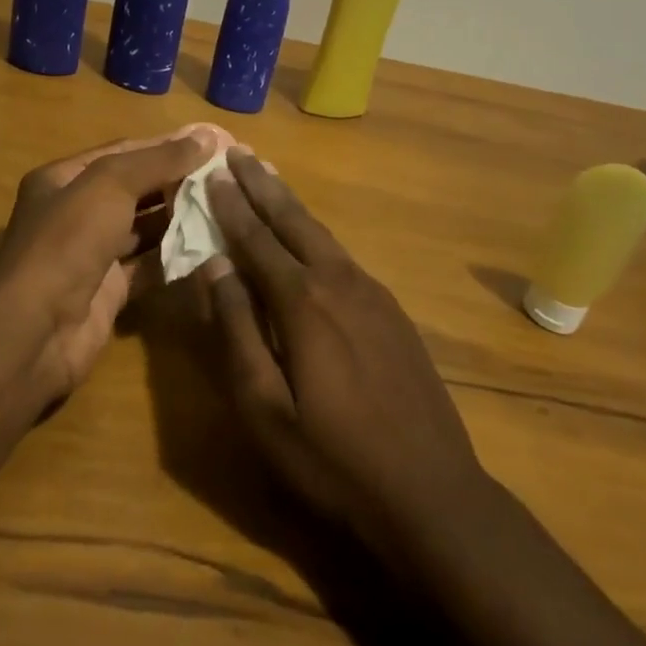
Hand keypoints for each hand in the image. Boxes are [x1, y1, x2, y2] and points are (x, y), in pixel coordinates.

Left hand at [0, 126, 221, 400]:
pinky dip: (175, 256)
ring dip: (180, 217)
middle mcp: (75, 212)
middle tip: (226, 175)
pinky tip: (210, 246)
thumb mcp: (110, 184)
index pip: (124, 152)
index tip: (213, 143)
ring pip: (143, 227)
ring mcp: (92, 254)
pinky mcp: (108, 291)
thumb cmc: (68, 241)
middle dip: (177, 180)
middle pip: (135, 188)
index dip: (167, 145)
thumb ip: (158, 160)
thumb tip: (206, 136)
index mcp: (64, 178)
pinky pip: (148, 265)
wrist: (35, 332)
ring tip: (226, 206)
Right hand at [202, 149, 492, 554]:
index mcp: (303, 302)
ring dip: (290, 204)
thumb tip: (213, 266)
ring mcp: (372, 293)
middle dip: (262, 185)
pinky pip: (343, 256)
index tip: (212, 172)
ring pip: (321, 234)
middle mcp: (339, 282)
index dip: (231, 206)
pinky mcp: (392, 310)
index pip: (256, 239)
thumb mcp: (265, 408)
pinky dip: (316, 234)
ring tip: (269, 178)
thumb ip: (237, 330)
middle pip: (293, 221)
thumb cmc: (333, 460)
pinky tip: (309, 238)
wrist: (432, 493)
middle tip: (239, 152)